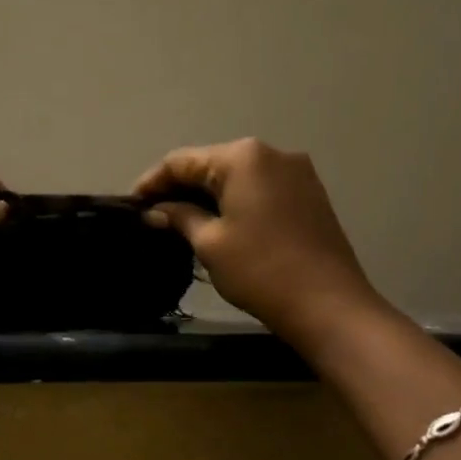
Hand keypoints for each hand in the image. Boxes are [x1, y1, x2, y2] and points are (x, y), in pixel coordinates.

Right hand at [134, 138, 385, 346]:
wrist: (329, 305)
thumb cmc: (260, 270)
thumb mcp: (209, 243)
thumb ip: (179, 217)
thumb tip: (155, 211)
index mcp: (242, 157)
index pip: (182, 161)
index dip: (152, 182)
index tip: (131, 205)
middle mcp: (272, 154)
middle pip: (211, 164)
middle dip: (180, 187)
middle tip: (152, 215)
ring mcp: (296, 173)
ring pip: (237, 176)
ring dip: (207, 195)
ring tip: (180, 220)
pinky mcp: (309, 194)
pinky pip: (259, 188)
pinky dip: (234, 201)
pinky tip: (217, 223)